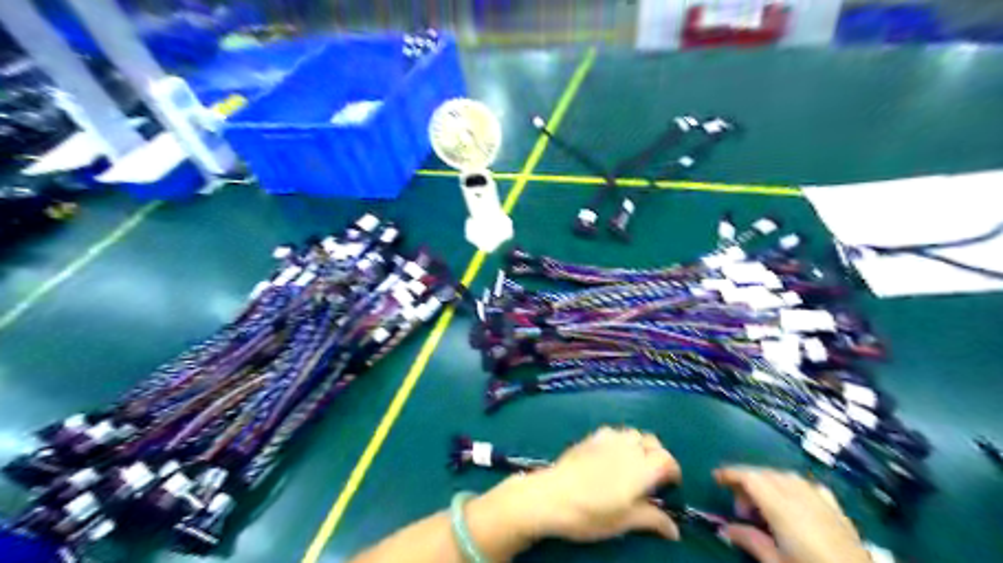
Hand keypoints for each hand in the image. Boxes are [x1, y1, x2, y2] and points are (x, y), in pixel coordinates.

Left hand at [473, 427, 681, 543]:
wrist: (551, 496)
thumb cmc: (590, 513)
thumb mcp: (624, 522)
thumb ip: (652, 520)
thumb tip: (674, 530)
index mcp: (641, 469)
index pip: (668, 460)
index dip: (673, 471)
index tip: (670, 485)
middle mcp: (628, 448)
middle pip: (653, 441)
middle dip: (658, 454)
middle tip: (653, 474)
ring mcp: (608, 439)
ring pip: (634, 433)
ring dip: (640, 444)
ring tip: (634, 462)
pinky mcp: (591, 436)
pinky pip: (614, 431)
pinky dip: (621, 439)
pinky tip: (612, 454)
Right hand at [717, 467, 873, 562]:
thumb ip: (750, 541)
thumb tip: (725, 528)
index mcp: (782, 506)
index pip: (750, 477)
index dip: (731, 473)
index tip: (715, 478)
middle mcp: (801, 495)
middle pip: (766, 474)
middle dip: (747, 481)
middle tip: (739, 507)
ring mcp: (822, 501)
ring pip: (787, 477)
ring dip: (769, 482)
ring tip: (763, 505)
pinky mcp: (838, 511)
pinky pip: (809, 486)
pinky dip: (793, 487)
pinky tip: (794, 501)